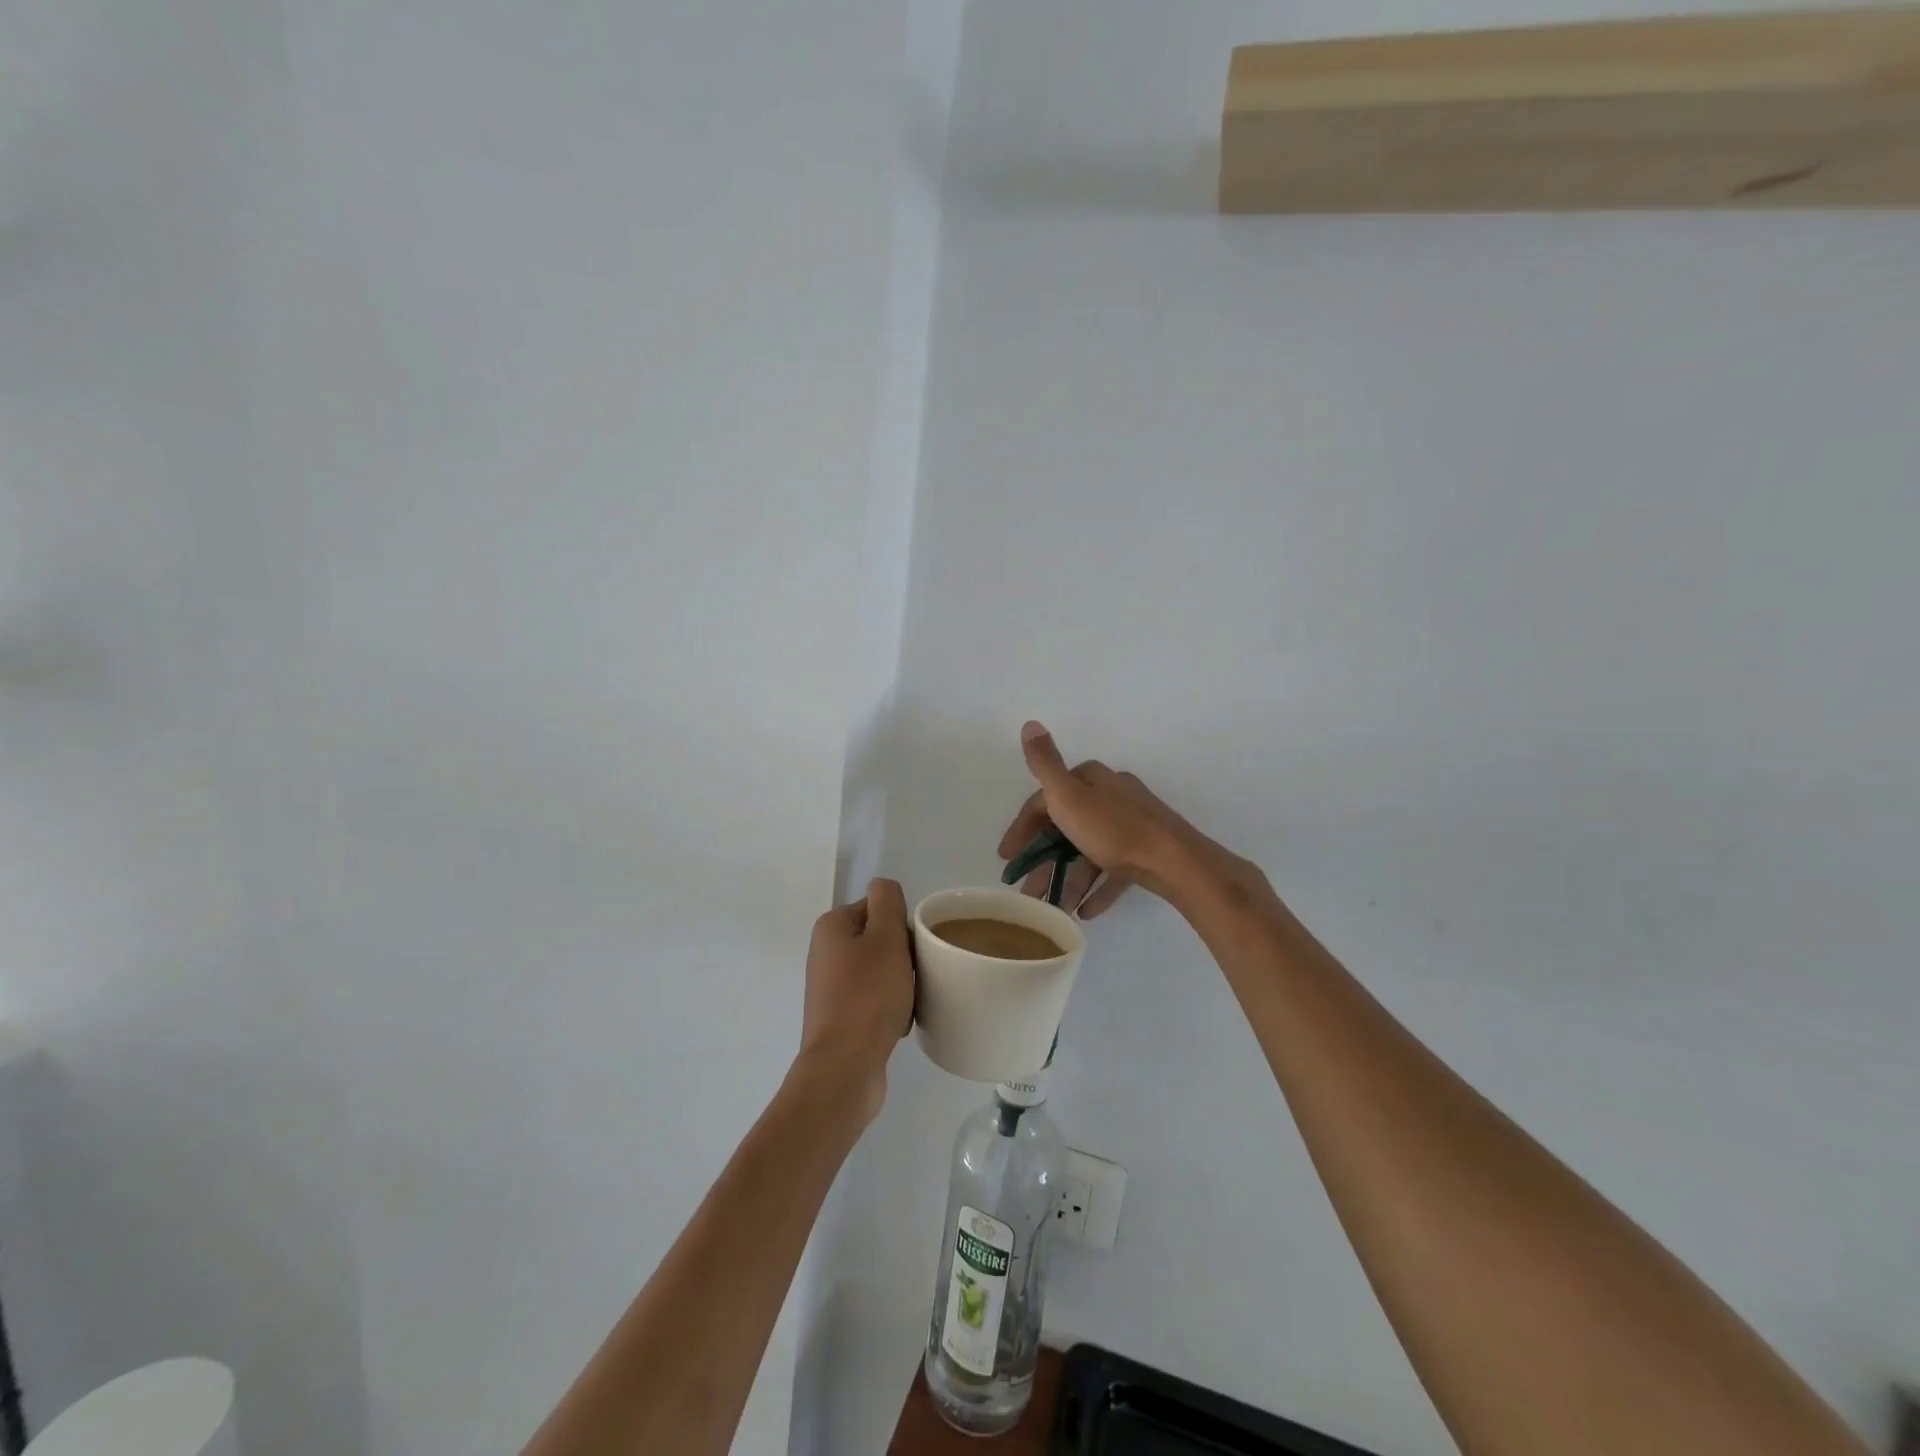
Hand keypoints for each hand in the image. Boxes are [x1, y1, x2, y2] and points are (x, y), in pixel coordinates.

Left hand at [797, 878, 915, 1122]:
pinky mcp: (838, 1018)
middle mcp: (825, 952)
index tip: (914, 950)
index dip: (901, 926)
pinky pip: (872, 1000)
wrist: (844, 1067)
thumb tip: (883, 887)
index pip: (878, 908)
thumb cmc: (868, 996)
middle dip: (903, 957)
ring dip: (900, 984)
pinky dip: (889, 1008)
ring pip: (880, 972)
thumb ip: (887, 902)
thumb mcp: (886, 937)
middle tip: (915, 977)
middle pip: (879, 940)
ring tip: (908, 1003)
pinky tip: (899, 1023)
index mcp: (831, 927)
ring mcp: (830, 988)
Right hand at [998, 721, 1225, 919]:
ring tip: (1053, 907)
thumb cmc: (1114, 829)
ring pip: (1088, 852)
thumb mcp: (1069, 795)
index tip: (1007, 859)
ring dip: (1068, 879)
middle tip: (1026, 888)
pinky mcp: (1145, 851)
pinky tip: (1084, 911)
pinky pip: (1113, 870)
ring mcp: (1131, 824)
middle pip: (1066, 829)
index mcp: (1091, 779)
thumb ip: (1045, 763)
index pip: (1045, 801)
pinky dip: (1096, 889)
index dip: (1022, 829)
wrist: (1174, 862)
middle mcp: (1111, 795)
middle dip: (1044, 860)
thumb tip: (1030, 723)